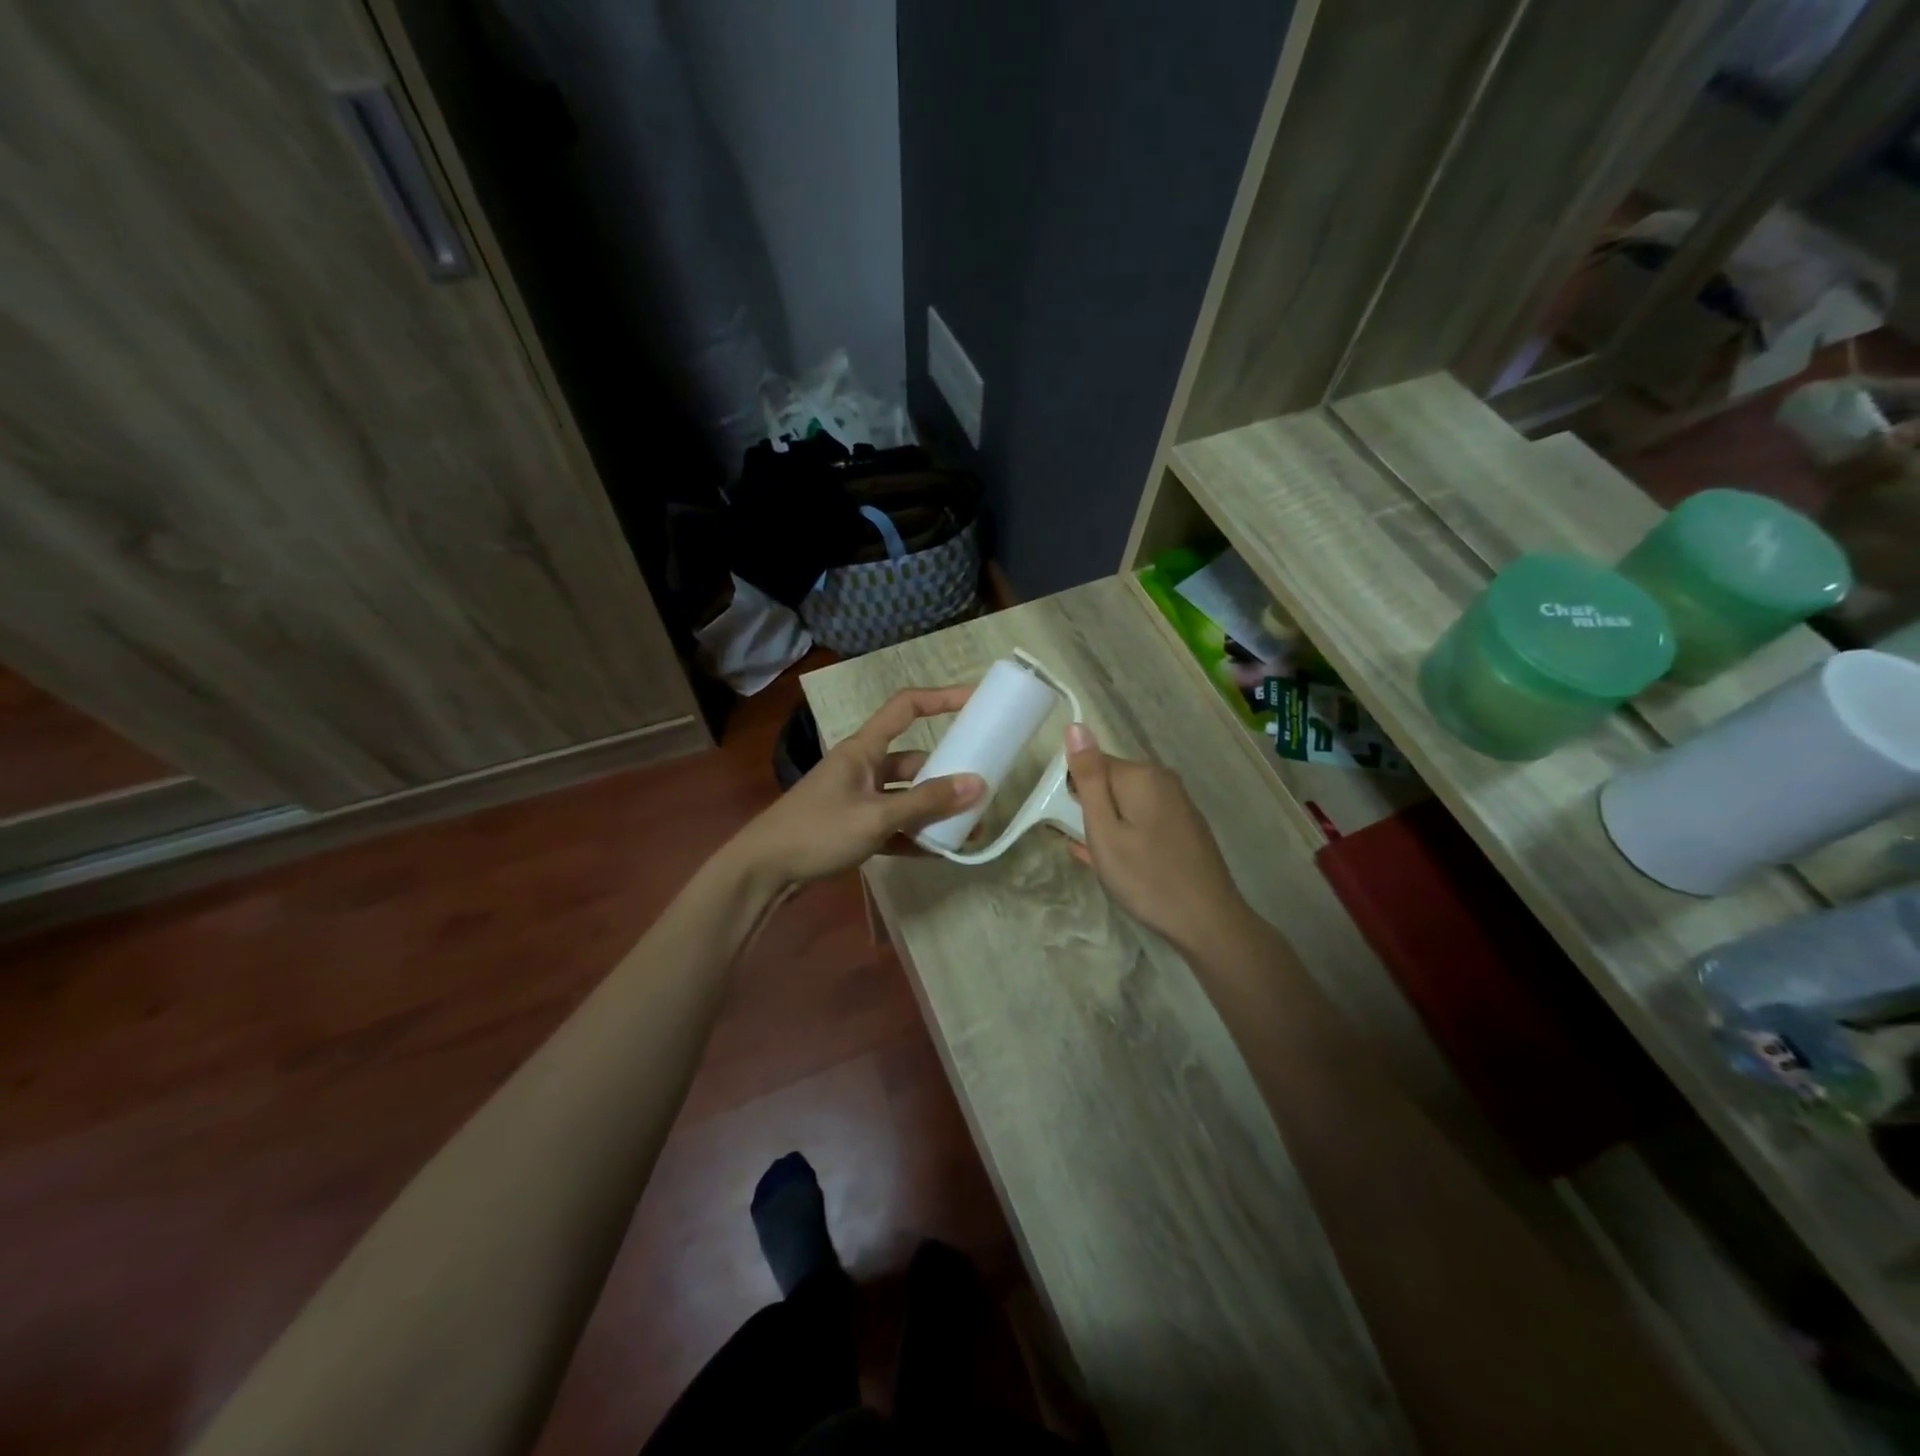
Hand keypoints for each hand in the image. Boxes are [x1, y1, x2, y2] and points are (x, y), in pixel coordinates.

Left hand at [735, 688, 985, 886]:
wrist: (762, 872)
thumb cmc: (817, 831)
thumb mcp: (876, 816)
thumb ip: (926, 802)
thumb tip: (978, 785)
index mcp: (863, 749)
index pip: (906, 707)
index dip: (941, 698)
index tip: (975, 701)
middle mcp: (862, 768)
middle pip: (913, 761)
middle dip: (946, 775)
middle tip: (981, 790)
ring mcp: (857, 799)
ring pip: (905, 797)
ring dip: (933, 811)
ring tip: (968, 829)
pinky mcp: (852, 828)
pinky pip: (893, 825)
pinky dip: (913, 836)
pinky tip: (938, 852)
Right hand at [1065, 723, 1252, 957]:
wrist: (1207, 921)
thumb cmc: (1146, 878)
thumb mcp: (1104, 830)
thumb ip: (1088, 778)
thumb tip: (1076, 726)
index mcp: (1141, 775)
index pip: (1091, 765)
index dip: (1075, 796)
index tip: (1076, 828)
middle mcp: (1163, 779)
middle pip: (1110, 783)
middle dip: (1094, 811)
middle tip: (1092, 849)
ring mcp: (1178, 802)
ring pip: (1127, 804)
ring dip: (1110, 826)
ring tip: (1108, 864)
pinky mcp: (1185, 824)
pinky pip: (1145, 819)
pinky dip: (1129, 835)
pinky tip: (1124, 865)